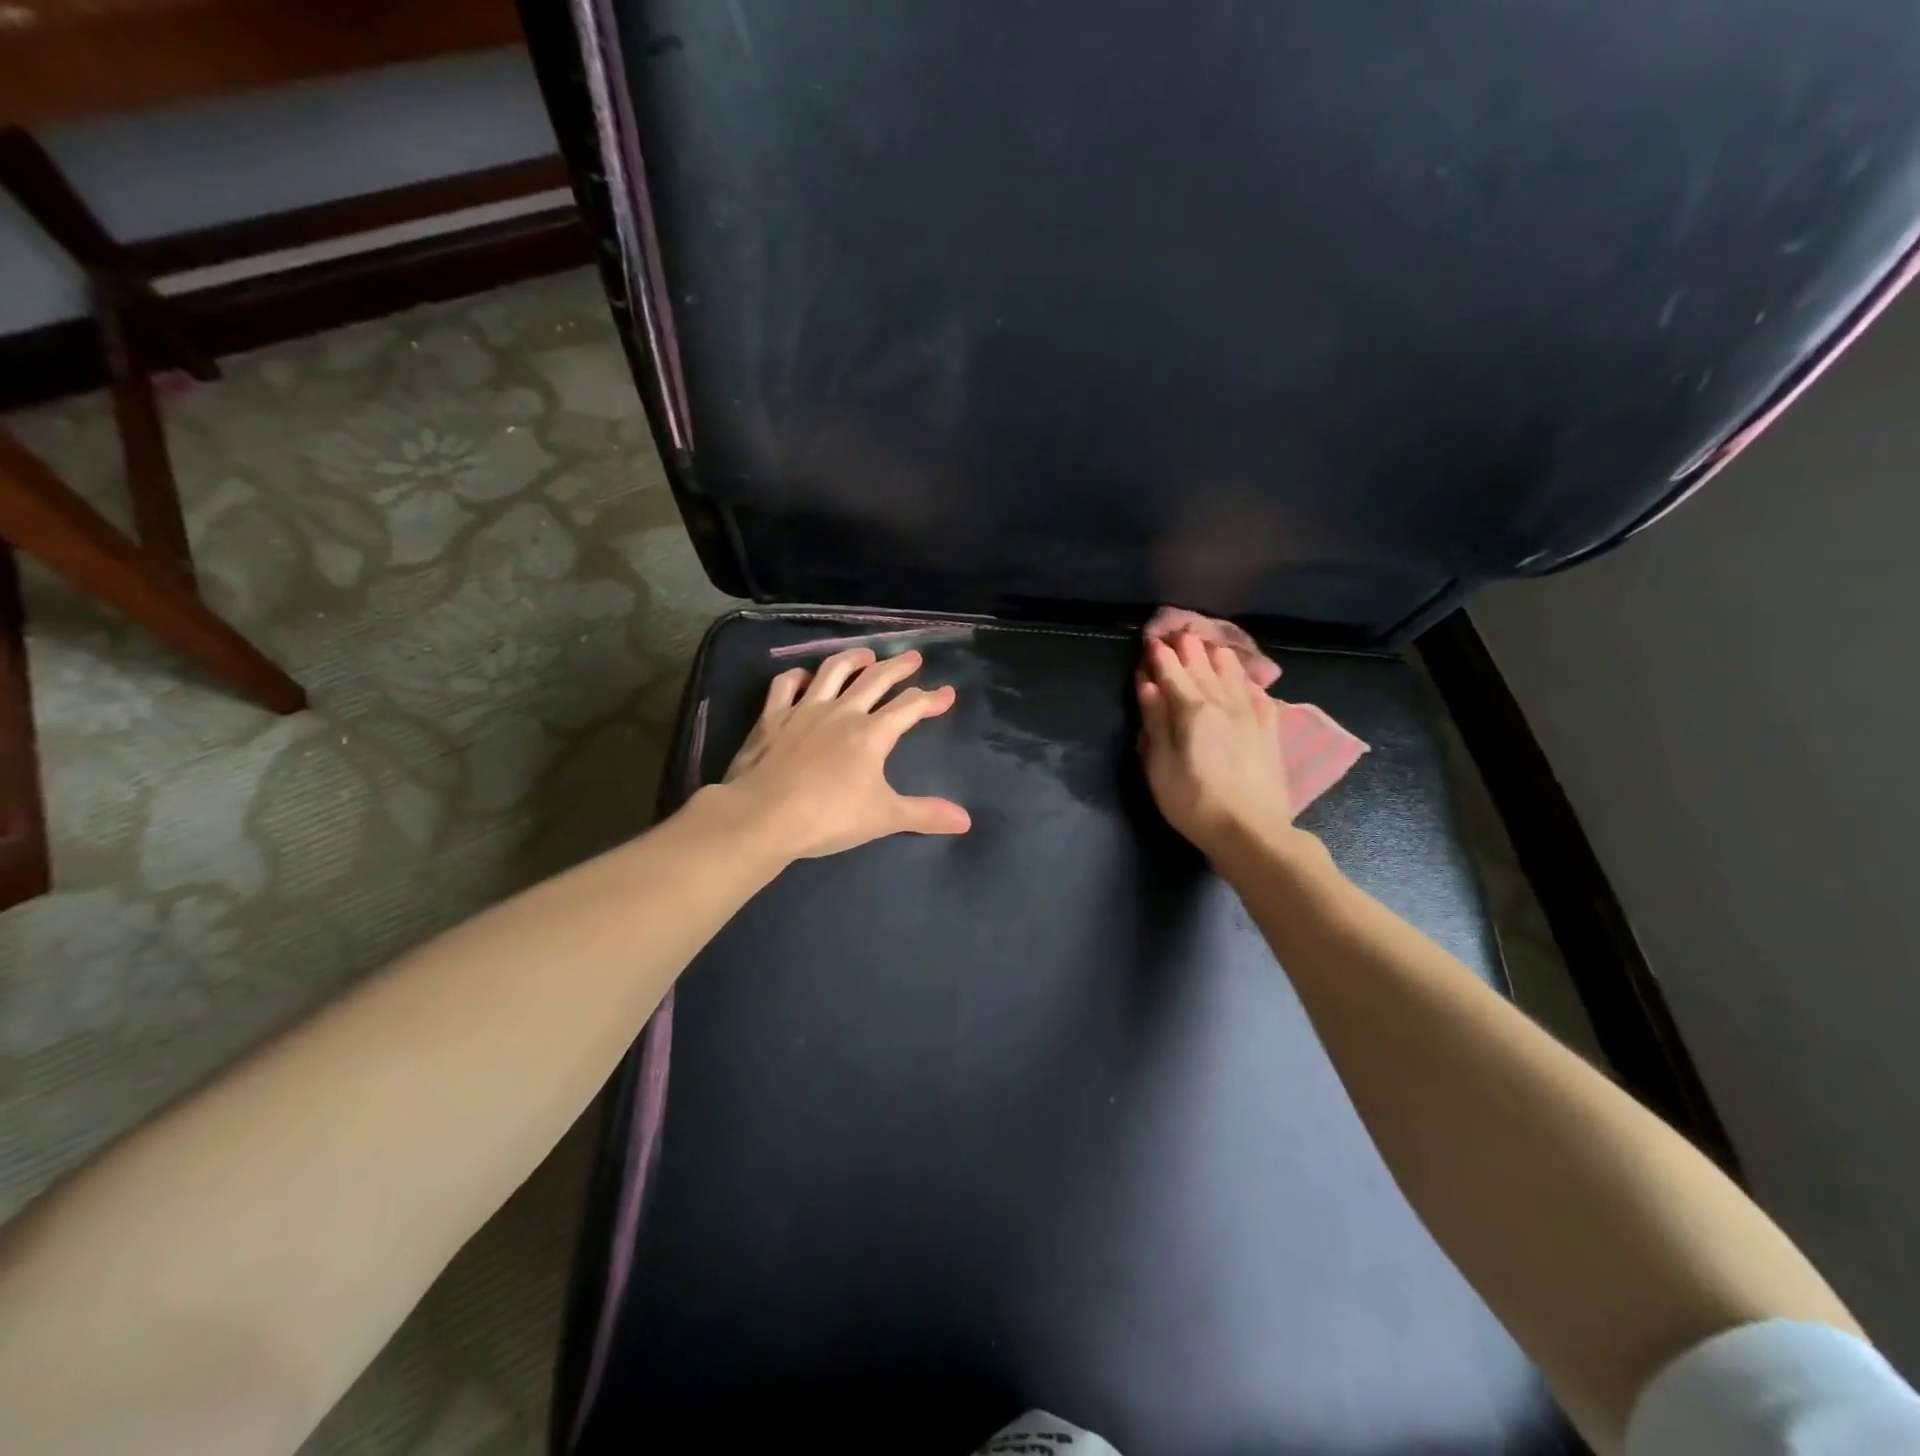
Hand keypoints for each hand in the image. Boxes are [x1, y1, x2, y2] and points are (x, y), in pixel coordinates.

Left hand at [716, 646, 970, 860]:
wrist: (764, 816)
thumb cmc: (828, 816)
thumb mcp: (883, 817)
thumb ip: (925, 814)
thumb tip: (966, 821)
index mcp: (872, 734)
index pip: (909, 707)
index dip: (931, 699)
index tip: (947, 693)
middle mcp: (842, 712)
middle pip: (875, 679)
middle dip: (898, 667)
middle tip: (913, 657)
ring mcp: (804, 710)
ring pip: (833, 671)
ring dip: (852, 658)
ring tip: (866, 653)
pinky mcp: (772, 717)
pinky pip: (786, 685)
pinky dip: (798, 676)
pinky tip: (805, 677)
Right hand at [1137, 631, 1296, 857]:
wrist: (1249, 831)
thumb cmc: (1192, 801)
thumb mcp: (1159, 765)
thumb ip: (1155, 721)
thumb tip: (1148, 685)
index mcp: (1191, 710)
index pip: (1172, 674)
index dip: (1161, 656)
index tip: (1152, 640)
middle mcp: (1222, 705)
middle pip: (1203, 669)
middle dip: (1190, 649)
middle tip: (1181, 631)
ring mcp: (1250, 718)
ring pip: (1234, 677)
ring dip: (1221, 659)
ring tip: (1213, 646)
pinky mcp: (1269, 734)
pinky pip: (1261, 700)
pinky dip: (1252, 686)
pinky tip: (1250, 683)